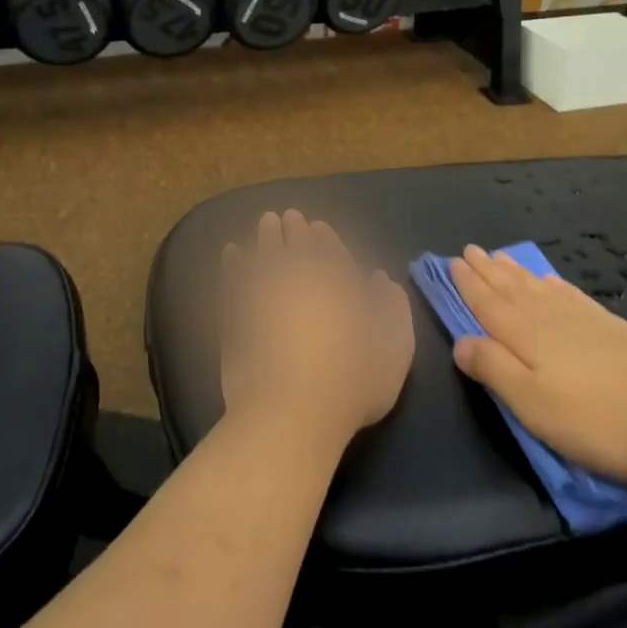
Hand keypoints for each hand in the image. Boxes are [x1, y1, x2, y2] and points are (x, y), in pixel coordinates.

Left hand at [220, 211, 414, 448]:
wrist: (291, 411)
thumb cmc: (353, 383)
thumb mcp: (394, 349)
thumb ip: (392, 309)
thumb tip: (381, 280)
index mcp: (339, 284)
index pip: (330, 252)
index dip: (324, 238)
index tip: (316, 226)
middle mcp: (300, 280)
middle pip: (295, 247)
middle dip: (293, 229)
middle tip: (286, 216)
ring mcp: (264, 295)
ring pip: (264, 255)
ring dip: (266, 237)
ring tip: (266, 223)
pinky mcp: (236, 316)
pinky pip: (234, 279)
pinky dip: (234, 264)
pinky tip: (232, 253)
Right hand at [450, 245, 626, 483]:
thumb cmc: (597, 420)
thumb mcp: (532, 404)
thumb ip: (493, 369)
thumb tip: (460, 341)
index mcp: (527, 336)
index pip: (489, 304)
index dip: (469, 284)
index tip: (452, 262)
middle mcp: (552, 318)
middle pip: (512, 289)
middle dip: (488, 271)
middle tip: (470, 250)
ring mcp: (586, 321)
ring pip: (541, 288)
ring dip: (517, 273)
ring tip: (501, 257)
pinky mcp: (615, 330)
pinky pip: (574, 296)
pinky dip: (557, 285)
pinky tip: (553, 281)